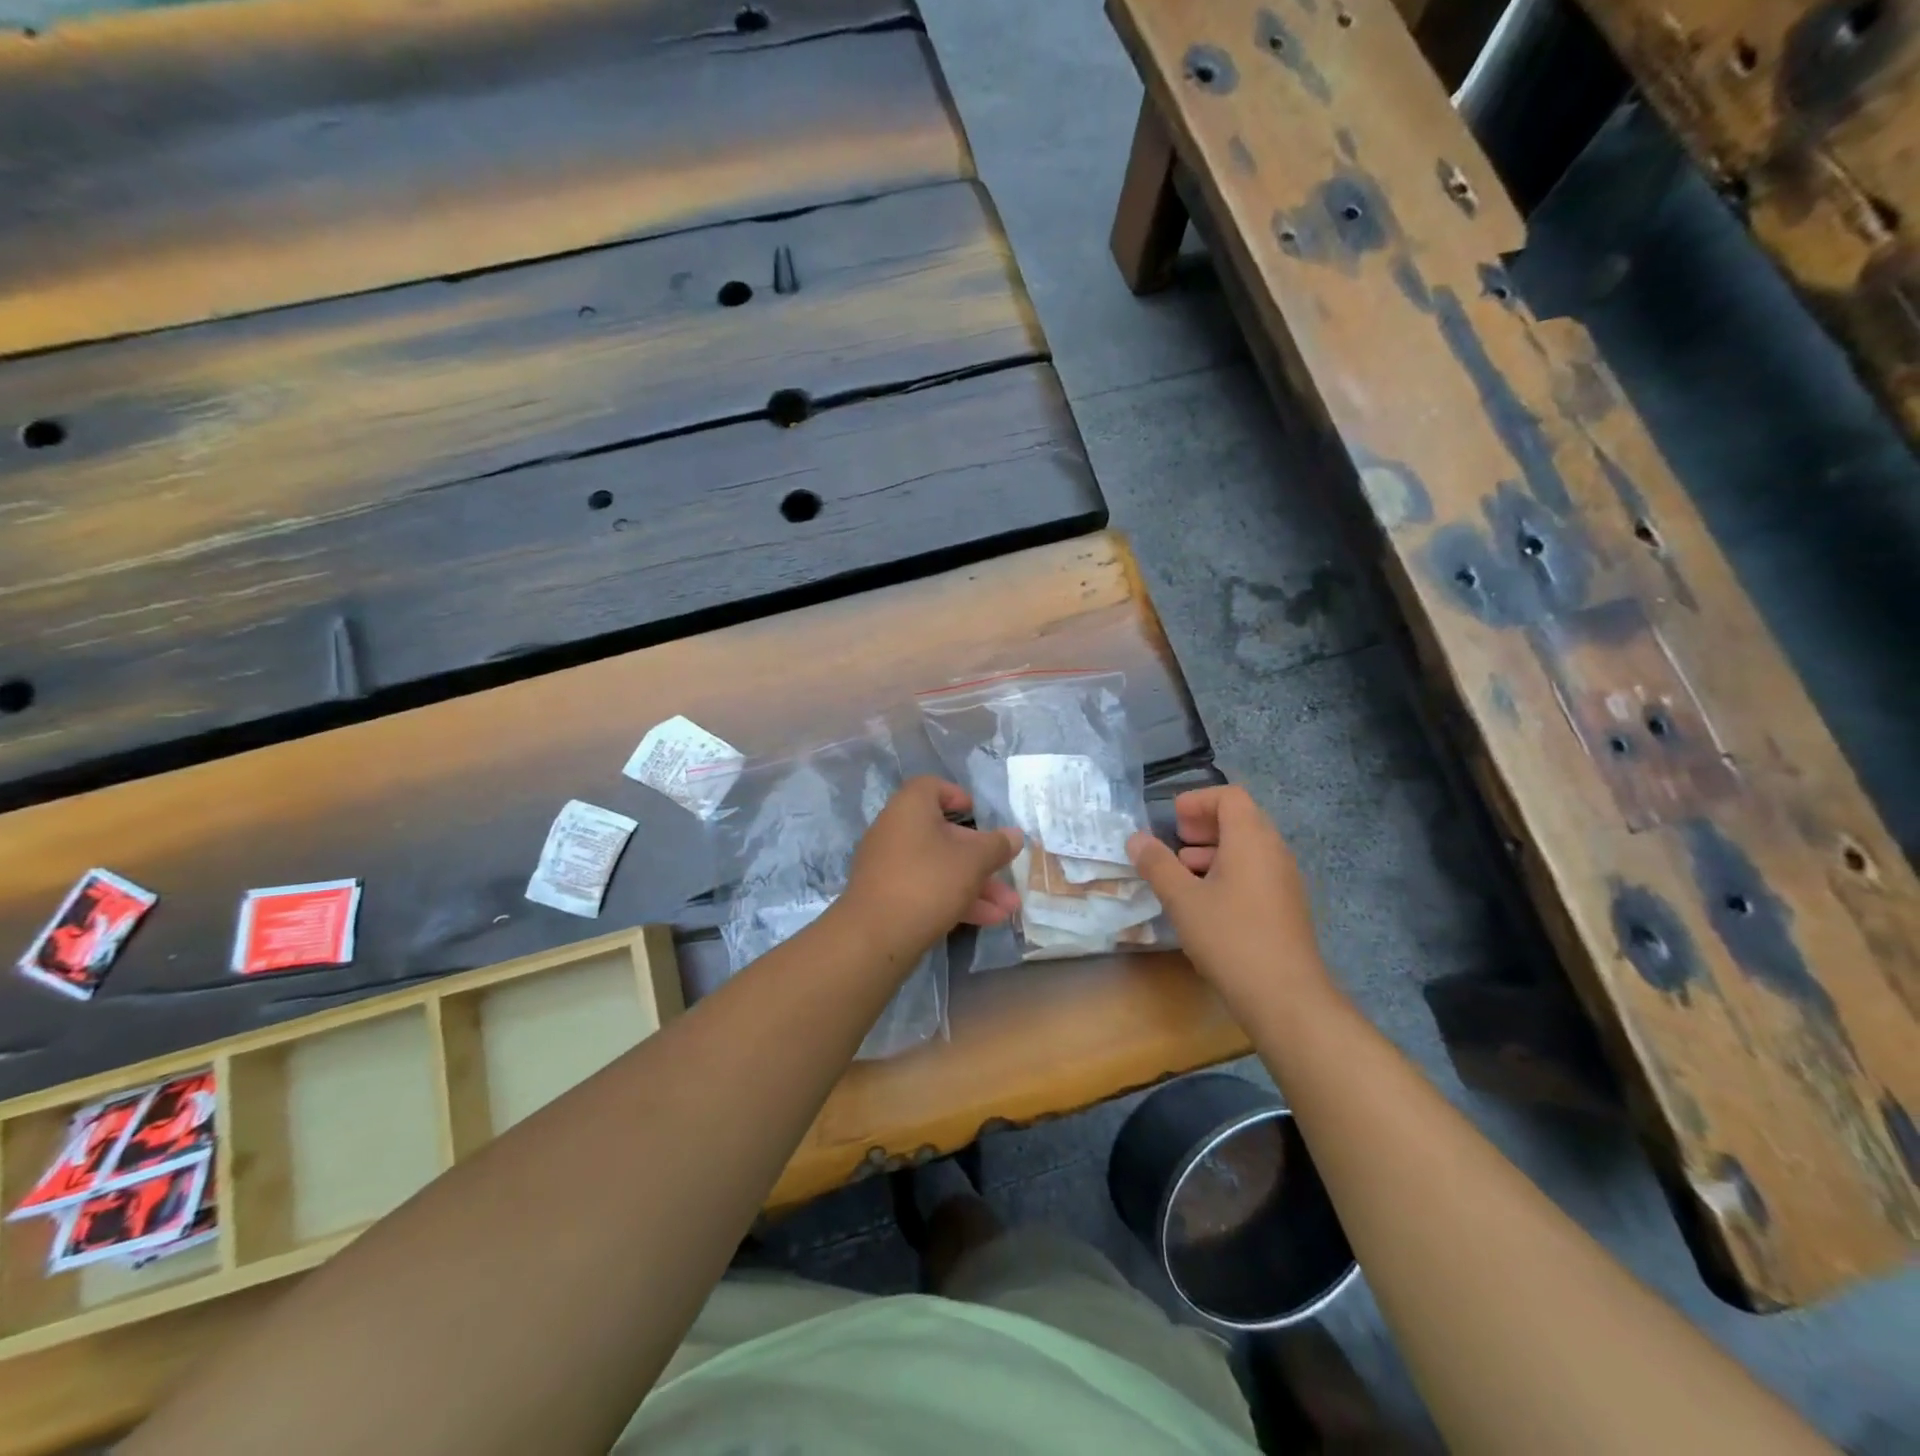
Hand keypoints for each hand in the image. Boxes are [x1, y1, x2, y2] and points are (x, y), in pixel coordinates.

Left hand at [841, 777, 1022, 965]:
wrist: (875, 936)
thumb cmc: (928, 882)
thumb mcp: (973, 862)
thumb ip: (997, 846)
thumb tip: (1015, 835)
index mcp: (910, 808)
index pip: (931, 787)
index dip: (956, 796)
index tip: (978, 813)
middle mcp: (894, 830)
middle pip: (943, 834)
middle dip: (981, 858)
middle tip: (1007, 873)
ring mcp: (888, 865)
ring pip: (938, 867)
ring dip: (975, 885)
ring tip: (1008, 908)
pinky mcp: (886, 896)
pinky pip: (925, 888)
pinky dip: (954, 899)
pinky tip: (987, 920)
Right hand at [1127, 786, 1330, 1016]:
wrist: (1285, 996)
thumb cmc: (1230, 937)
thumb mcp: (1182, 899)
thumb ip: (1157, 864)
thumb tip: (1136, 838)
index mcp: (1251, 839)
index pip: (1230, 796)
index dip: (1198, 800)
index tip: (1172, 819)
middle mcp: (1274, 851)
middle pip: (1241, 819)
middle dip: (1205, 824)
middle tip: (1176, 841)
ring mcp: (1284, 880)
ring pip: (1248, 848)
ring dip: (1214, 850)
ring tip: (1184, 871)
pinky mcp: (1286, 906)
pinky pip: (1256, 871)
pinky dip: (1229, 871)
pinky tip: (1206, 902)